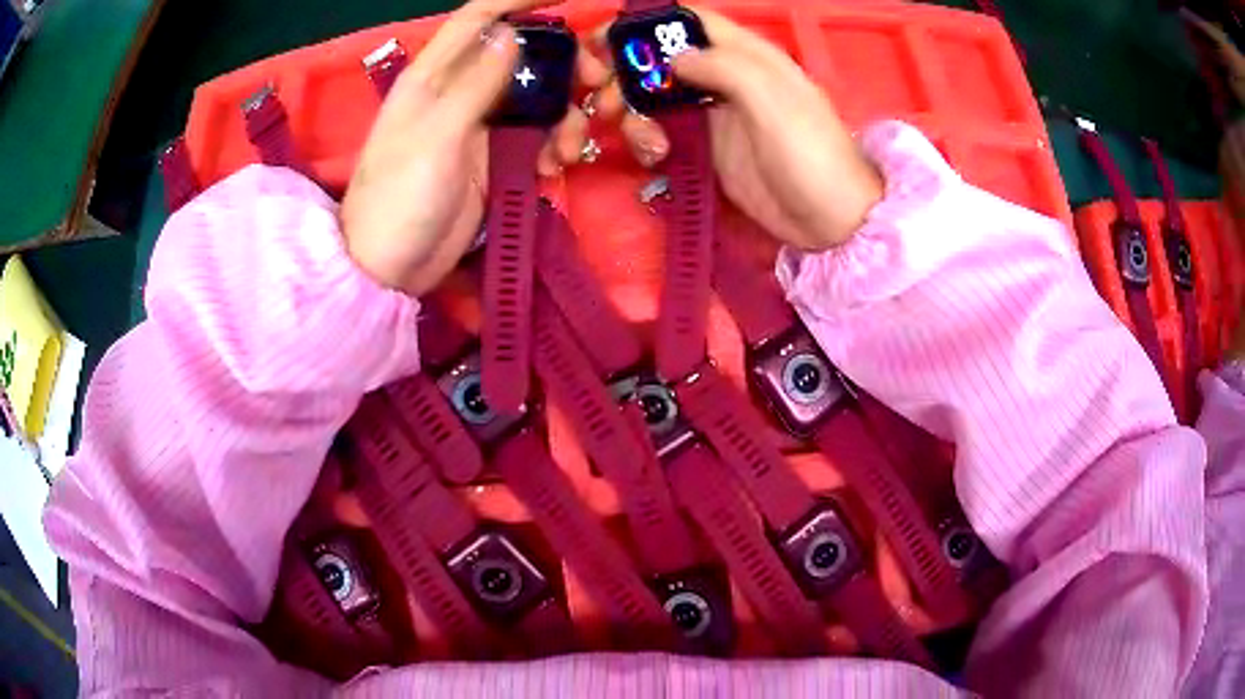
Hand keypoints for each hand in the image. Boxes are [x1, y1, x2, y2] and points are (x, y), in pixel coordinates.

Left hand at [341, 0, 607, 295]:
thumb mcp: (437, 134)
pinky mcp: (493, 159)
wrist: (390, 268)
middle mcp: (459, 92)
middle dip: (563, 64)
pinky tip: (552, 168)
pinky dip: (552, 146)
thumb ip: (476, 82)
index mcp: (434, 76)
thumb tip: (510, 32)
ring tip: (569, 147)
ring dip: (565, 114)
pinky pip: (535, 137)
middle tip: (596, 82)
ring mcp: (478, 126)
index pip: (477, 19)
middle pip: (521, 56)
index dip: (518, 0)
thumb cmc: (400, 197)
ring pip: (536, 98)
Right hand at [595, 8, 882, 249]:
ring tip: (639, 139)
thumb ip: (724, 67)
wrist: (831, 221)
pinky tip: (655, 156)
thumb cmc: (810, 154)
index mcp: (745, 54)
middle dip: (624, 74)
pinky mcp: (705, 147)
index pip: (688, 20)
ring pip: (653, 96)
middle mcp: (724, 75)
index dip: (644, 24)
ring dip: (631, 112)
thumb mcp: (773, 100)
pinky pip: (662, 131)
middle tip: (603, 101)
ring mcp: (712, 113)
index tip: (602, 42)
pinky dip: (647, 139)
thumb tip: (673, 57)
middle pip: (659, 58)